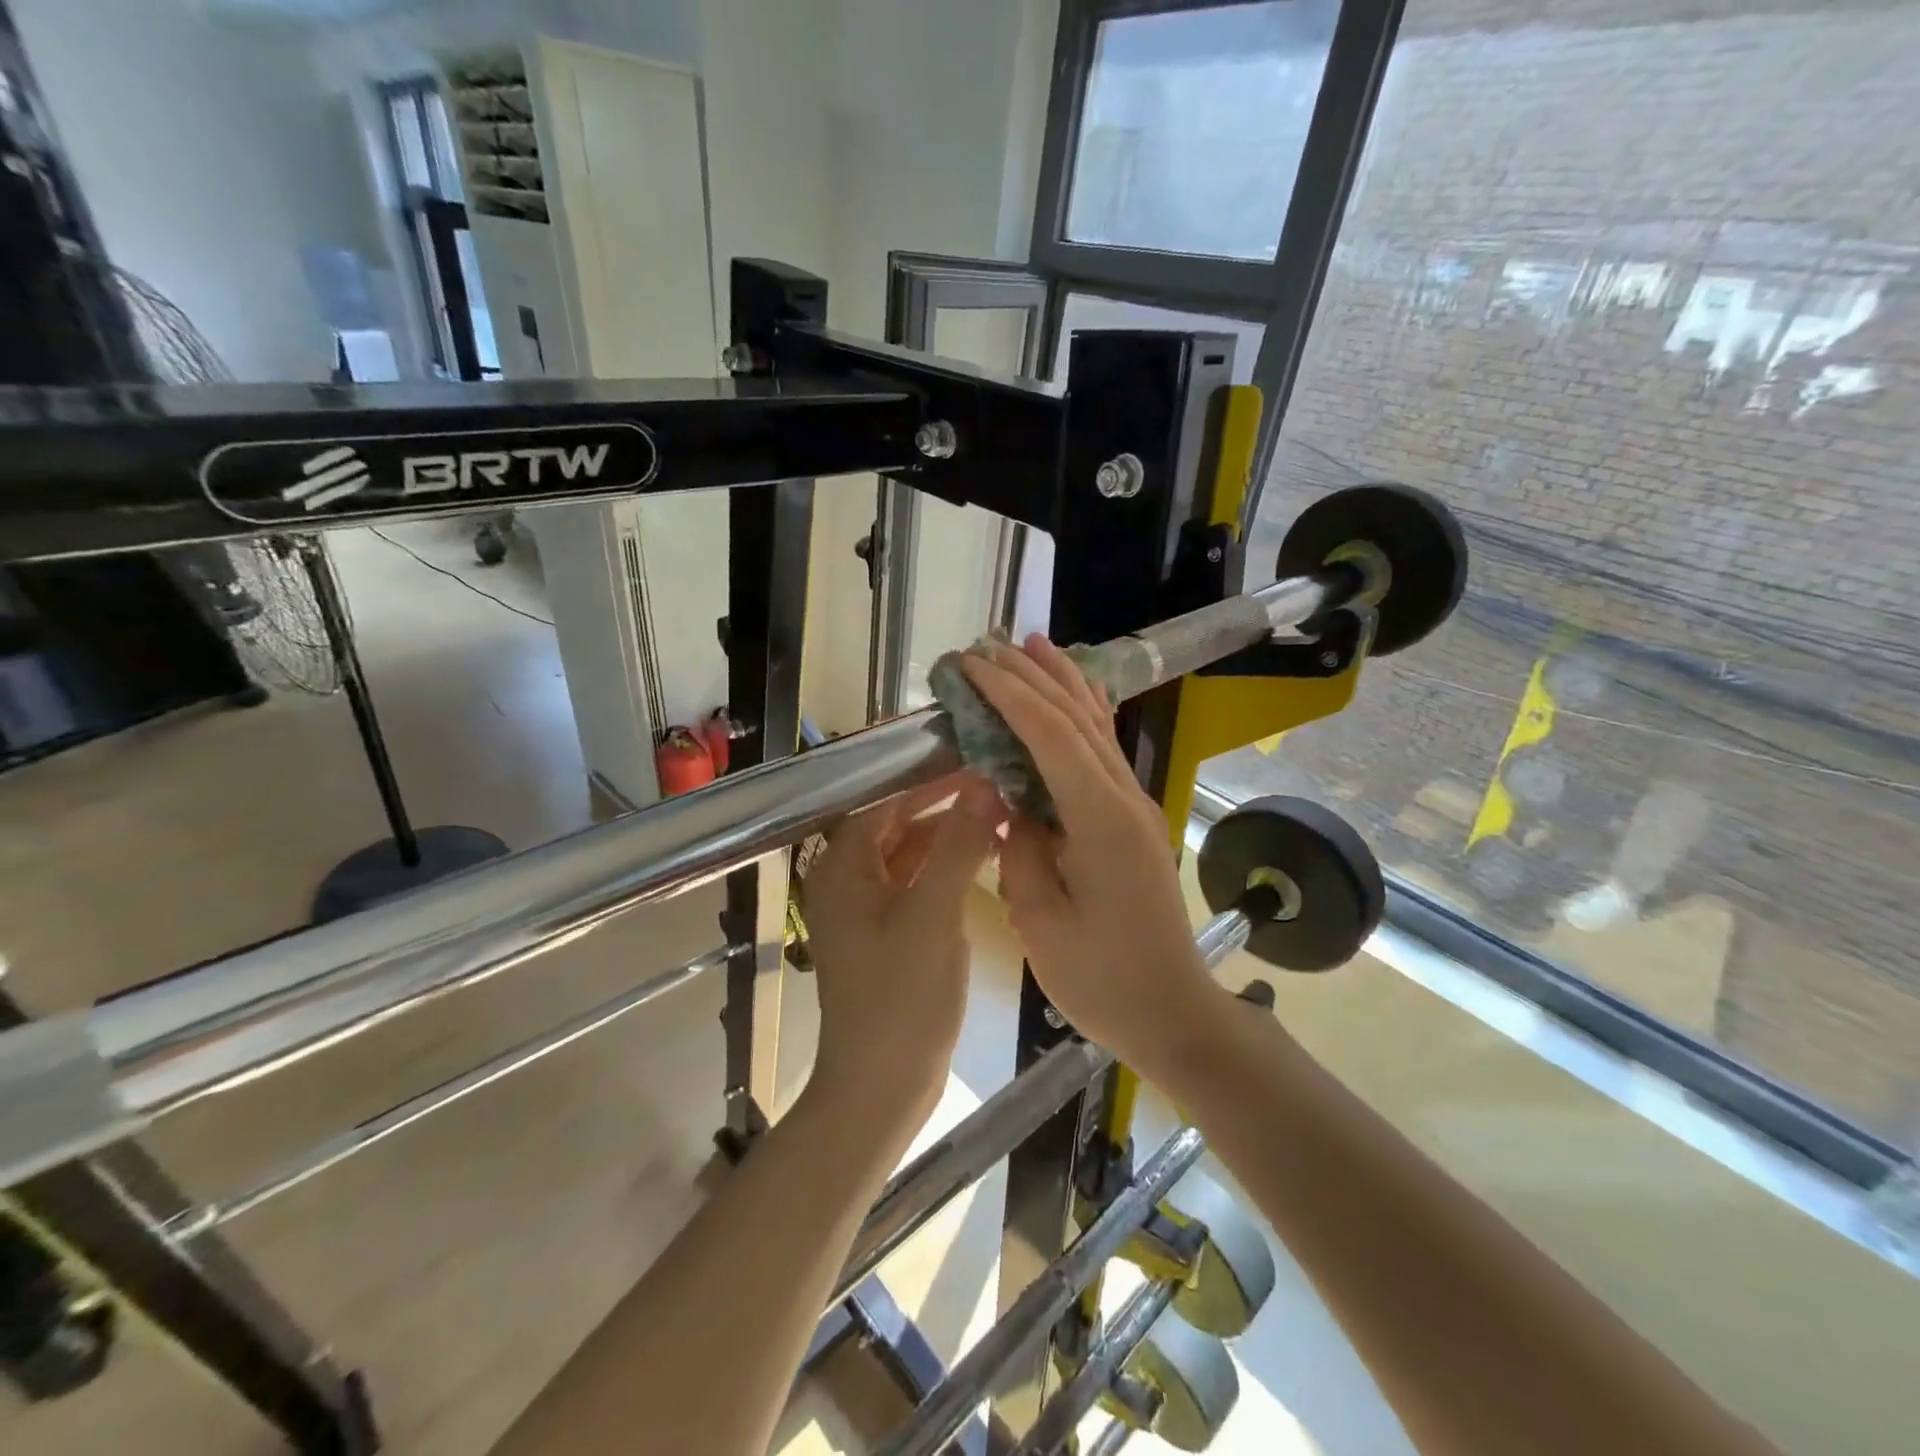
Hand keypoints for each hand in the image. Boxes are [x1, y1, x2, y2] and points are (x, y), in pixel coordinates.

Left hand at [802, 772, 1006, 1120]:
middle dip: (942, 804)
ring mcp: (866, 910)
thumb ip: (958, 846)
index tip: (976, 759)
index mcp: (841, 868)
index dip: (928, 779)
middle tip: (994, 783)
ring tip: (998, 813)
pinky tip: (984, 857)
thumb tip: (984, 785)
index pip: (884, 801)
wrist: (882, 1088)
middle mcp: (846, 881)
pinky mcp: (887, 934)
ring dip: (947, 835)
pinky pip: (916, 883)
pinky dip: (945, 868)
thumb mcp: (933, 914)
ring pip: (908, 854)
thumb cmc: (901, 998)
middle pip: (895, 824)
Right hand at [959, 638, 1224, 1083]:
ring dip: (1061, 682)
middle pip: (1076, 718)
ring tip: (1030, 645)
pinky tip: (1070, 698)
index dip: (1009, 694)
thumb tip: (1012, 805)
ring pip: (1097, 726)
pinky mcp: (1133, 819)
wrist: (1172, 1011)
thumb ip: (1019, 850)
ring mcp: (1135, 805)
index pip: (1050, 735)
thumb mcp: (1041, 922)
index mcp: (1100, 820)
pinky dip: (1082, 714)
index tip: (971, 665)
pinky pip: (1103, 752)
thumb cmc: (1102, 980)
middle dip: (1030, 676)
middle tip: (987, 644)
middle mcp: (1124, 798)